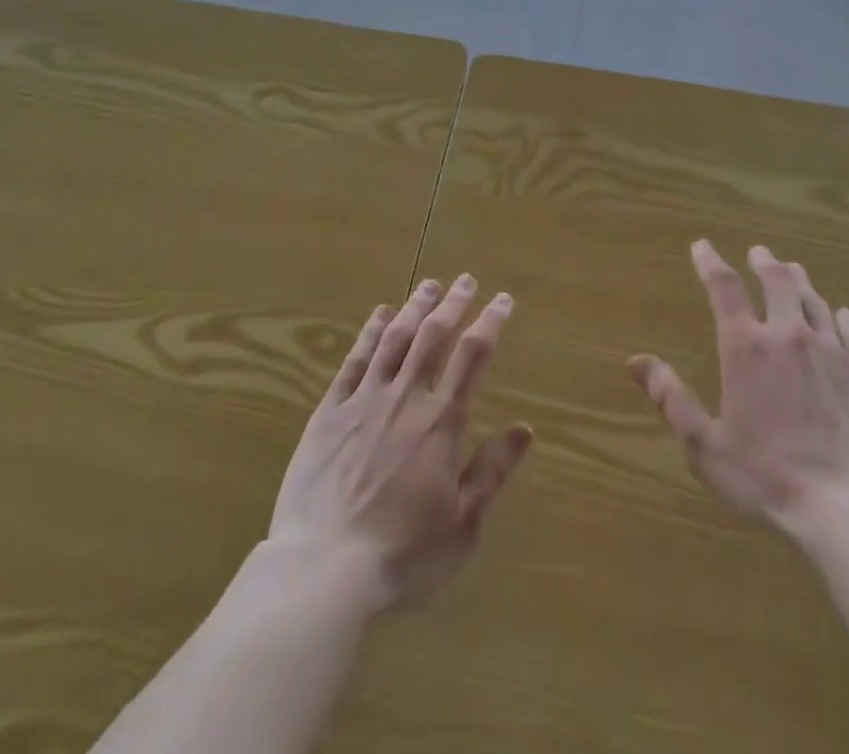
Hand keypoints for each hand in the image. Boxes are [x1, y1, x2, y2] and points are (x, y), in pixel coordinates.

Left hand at [268, 275, 532, 611]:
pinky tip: (379, 315)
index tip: (502, 299)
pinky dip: (369, 333)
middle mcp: (405, 398)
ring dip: (414, 308)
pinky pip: (354, 361)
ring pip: (394, 339)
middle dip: (453, 303)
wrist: (323, 568)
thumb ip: (493, 471)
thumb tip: (525, 428)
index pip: (472, 356)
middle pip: (433, 336)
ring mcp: (364, 400)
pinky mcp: (330, 412)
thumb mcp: (462, 524)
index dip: (490, 322)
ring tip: (429, 285)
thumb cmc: (402, 554)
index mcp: (441, 422)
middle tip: (466, 280)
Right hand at [628, 241, 848, 541]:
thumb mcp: (705, 445)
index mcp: (746, 348)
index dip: (710, 263)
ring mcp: (832, 354)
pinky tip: (841, 313)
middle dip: (764, 262)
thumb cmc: (768, 478)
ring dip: (800, 282)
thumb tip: (635, 361)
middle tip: (758, 251)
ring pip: (814, 302)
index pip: (724, 289)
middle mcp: (789, 337)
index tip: (701, 246)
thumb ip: (671, 399)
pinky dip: (841, 318)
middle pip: (777, 282)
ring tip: (793, 270)